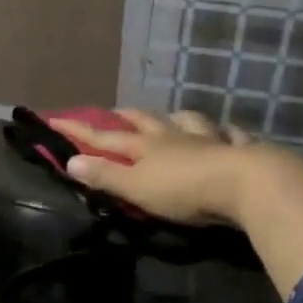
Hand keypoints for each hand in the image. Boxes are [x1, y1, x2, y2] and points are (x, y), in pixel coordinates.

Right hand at [51, 109, 274, 227]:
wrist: (246, 184)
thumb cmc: (184, 190)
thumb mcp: (137, 188)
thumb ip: (105, 176)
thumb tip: (70, 161)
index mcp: (146, 146)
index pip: (106, 137)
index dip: (81, 130)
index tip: (56, 119)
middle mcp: (174, 136)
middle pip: (147, 120)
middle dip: (129, 116)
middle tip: (118, 111)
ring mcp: (208, 139)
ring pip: (190, 121)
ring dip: (179, 118)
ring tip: (176, 117)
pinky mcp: (240, 149)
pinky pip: (233, 135)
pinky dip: (228, 133)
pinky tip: (230, 133)